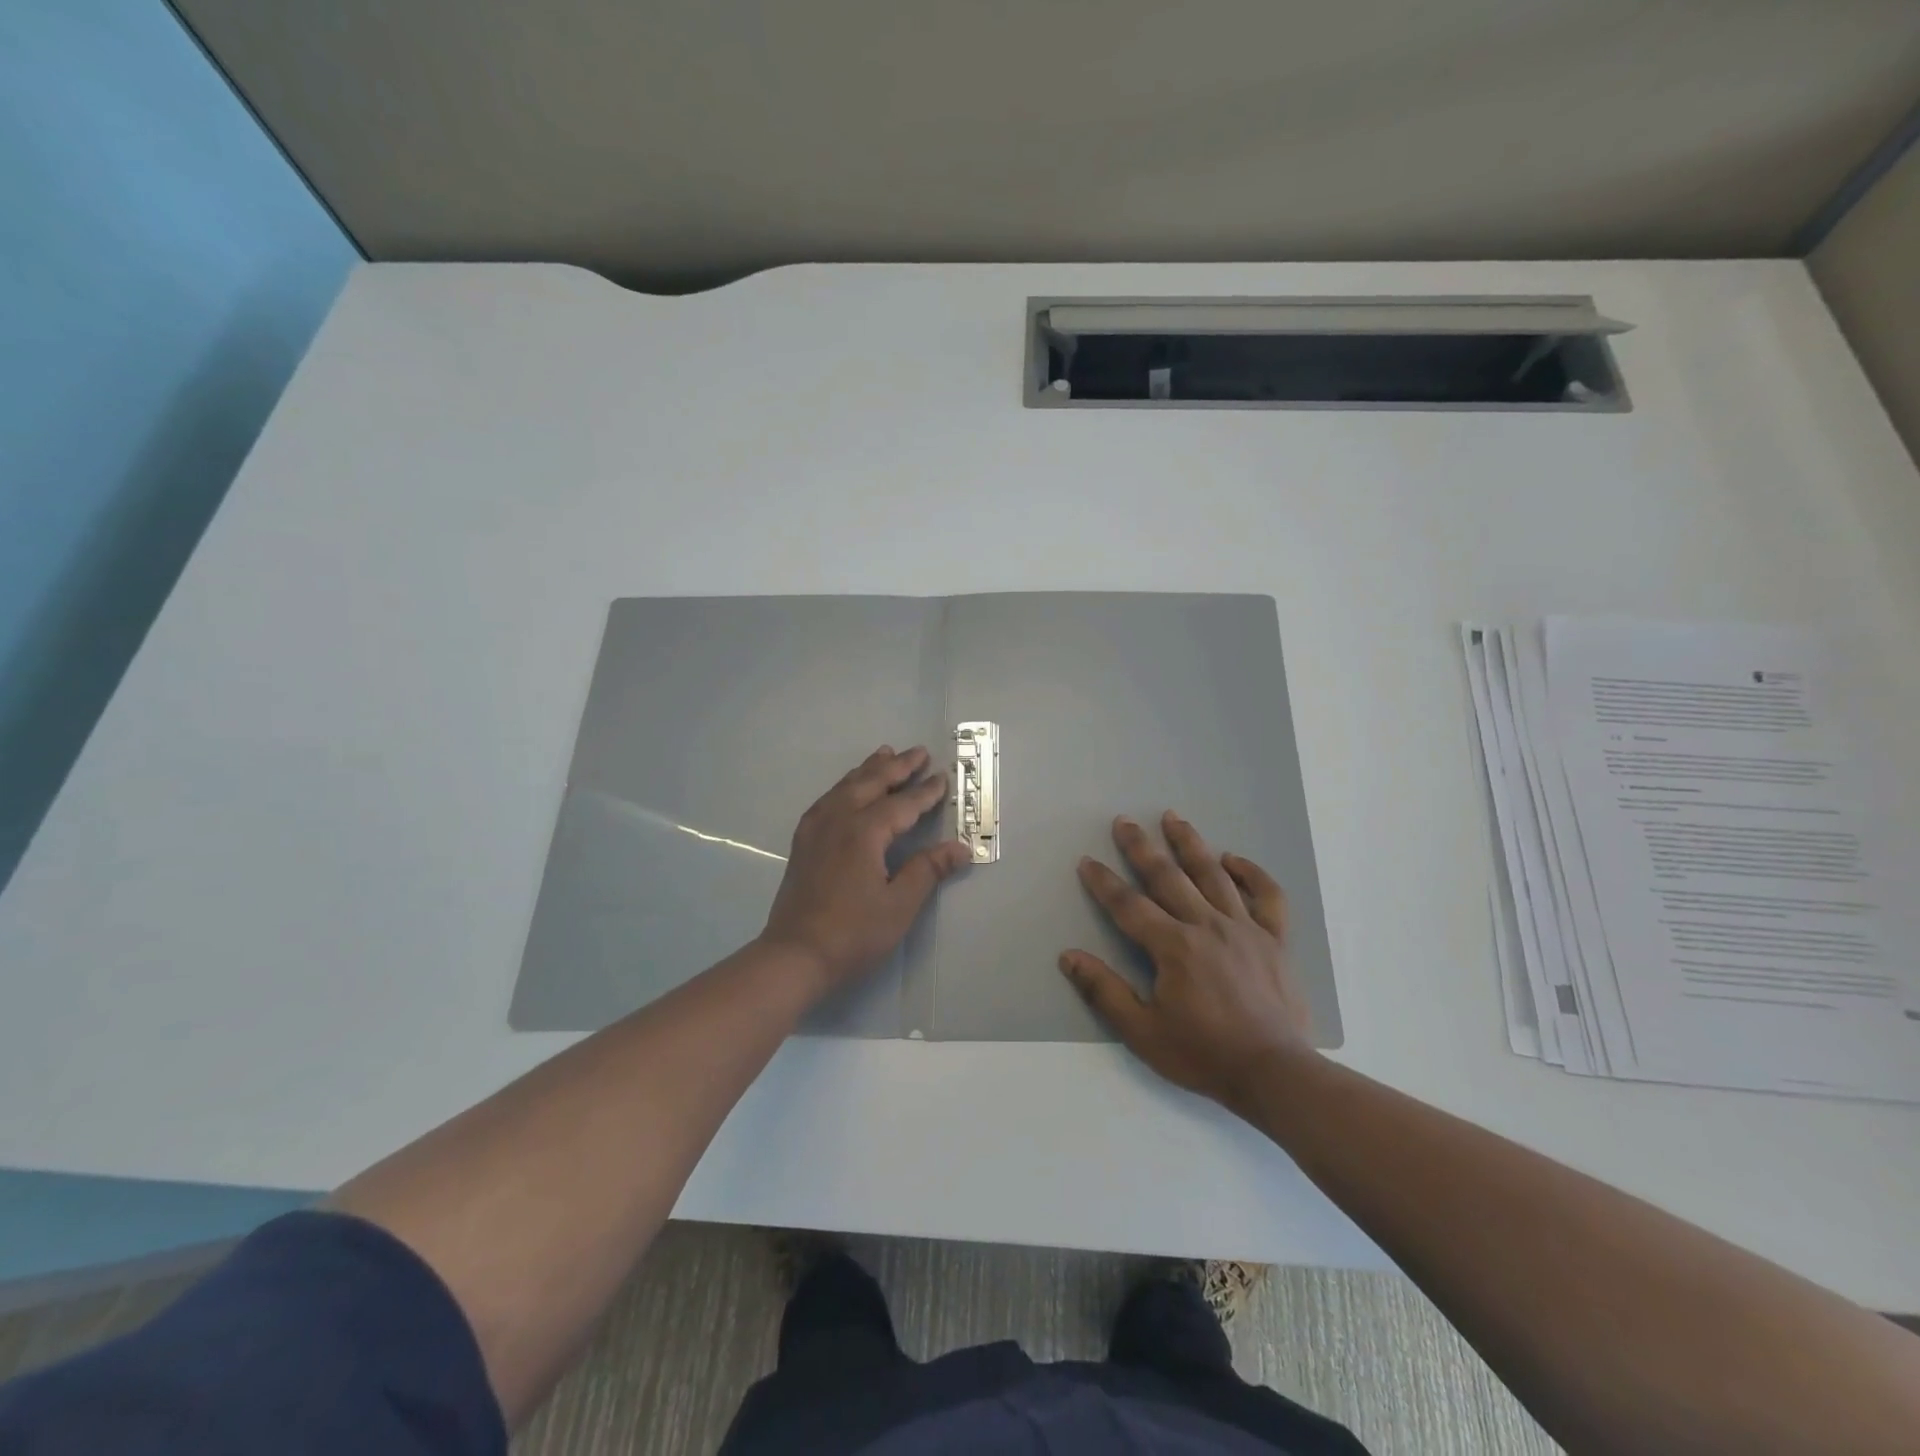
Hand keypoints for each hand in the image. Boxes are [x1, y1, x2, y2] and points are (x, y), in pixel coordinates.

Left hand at [760, 746, 971, 995]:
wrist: (794, 955)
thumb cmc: (852, 934)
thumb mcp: (899, 905)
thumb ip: (928, 870)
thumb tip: (960, 848)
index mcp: (864, 832)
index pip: (902, 804)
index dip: (925, 791)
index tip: (942, 776)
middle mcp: (838, 820)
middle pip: (871, 783)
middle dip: (897, 766)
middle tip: (918, 751)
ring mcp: (816, 829)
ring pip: (846, 786)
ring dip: (868, 769)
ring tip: (884, 754)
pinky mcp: (803, 842)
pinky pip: (828, 799)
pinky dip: (845, 785)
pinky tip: (847, 789)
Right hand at [1061, 812, 1315, 1115]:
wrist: (1275, 1074)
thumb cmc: (1204, 1054)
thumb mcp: (1143, 1032)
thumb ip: (1105, 991)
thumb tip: (1068, 957)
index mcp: (1174, 946)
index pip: (1129, 905)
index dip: (1104, 882)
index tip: (1087, 861)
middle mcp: (1207, 925)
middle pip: (1168, 877)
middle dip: (1142, 847)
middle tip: (1125, 821)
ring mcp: (1245, 928)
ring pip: (1213, 874)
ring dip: (1190, 843)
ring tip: (1174, 818)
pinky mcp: (1275, 939)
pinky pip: (1266, 895)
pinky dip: (1251, 873)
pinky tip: (1233, 859)